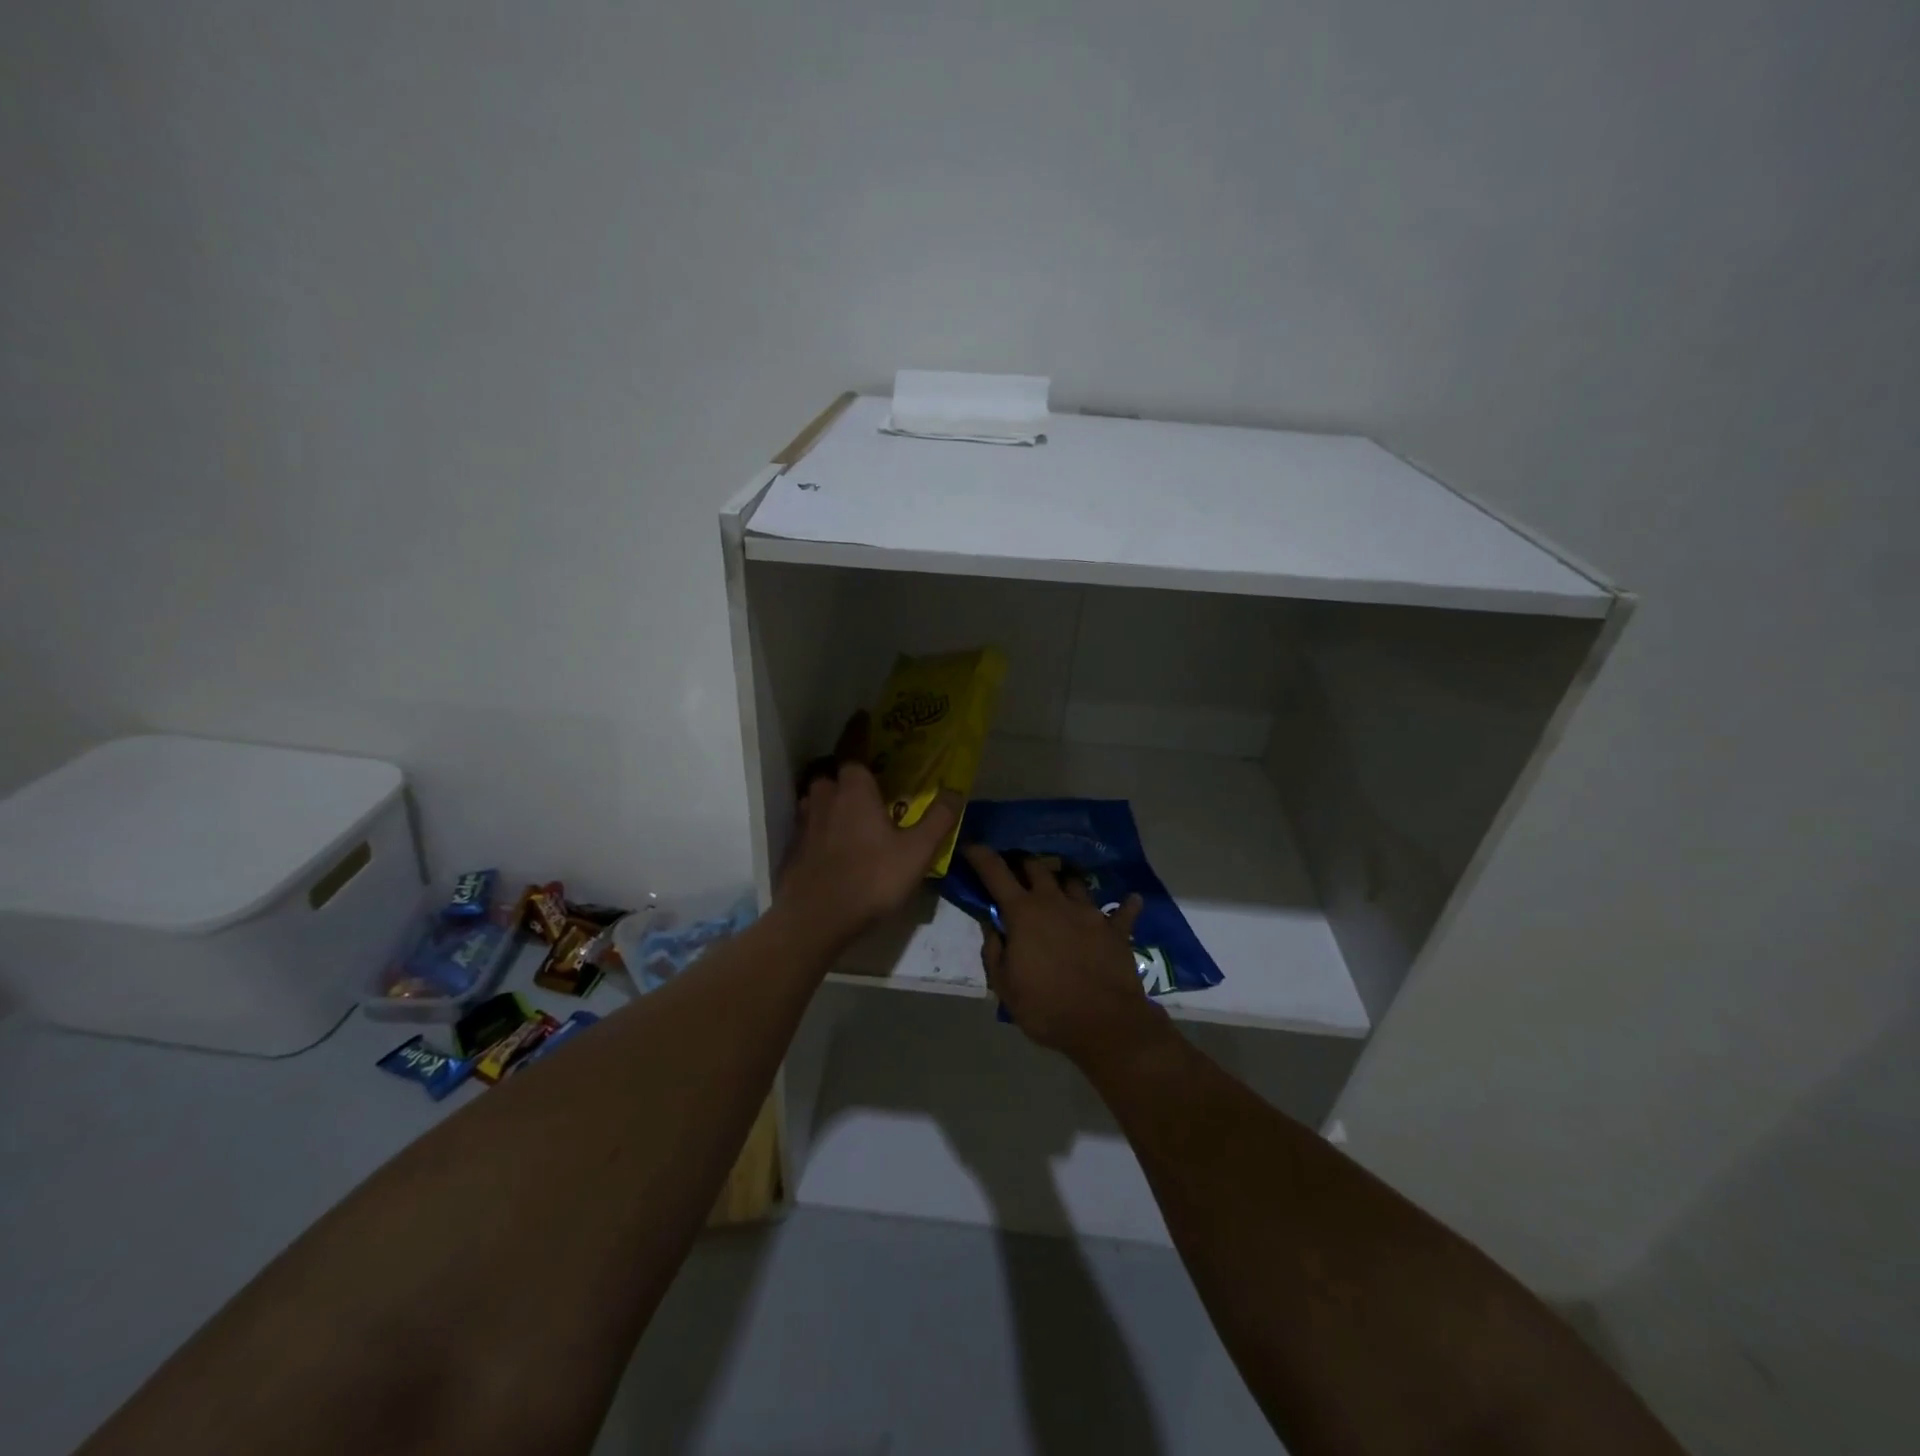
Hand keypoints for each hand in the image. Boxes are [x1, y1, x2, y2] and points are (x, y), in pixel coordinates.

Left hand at [777, 762, 960, 947]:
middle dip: (845, 786)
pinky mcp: (792, 852)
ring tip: (848, 825)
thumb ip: (939, 819)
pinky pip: (805, 833)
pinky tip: (831, 854)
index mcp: (854, 792)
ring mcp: (803, 826)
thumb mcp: (918, 851)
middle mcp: (824, 800)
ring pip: (814, 804)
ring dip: (828, 809)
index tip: (883, 779)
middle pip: (830, 779)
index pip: (854, 762)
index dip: (868, 768)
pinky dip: (817, 836)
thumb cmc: (872, 877)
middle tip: (866, 802)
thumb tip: (956, 791)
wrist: (816, 918)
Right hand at [962, 845, 1169, 1069]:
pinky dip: (1126, 905)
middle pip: (1037, 867)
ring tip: (1062, 883)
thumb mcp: (1004, 987)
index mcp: (1023, 913)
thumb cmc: (1046, 1007)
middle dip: (1023, 862)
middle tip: (1017, 868)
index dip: (981, 856)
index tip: (972, 845)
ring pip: (1074, 881)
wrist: (1104, 1023)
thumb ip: (994, 951)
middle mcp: (1055, 902)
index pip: (995, 874)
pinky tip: (1131, 900)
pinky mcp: (1115, 928)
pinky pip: (1123, 910)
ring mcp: (1089, 912)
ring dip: (1064, 879)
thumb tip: (992, 926)